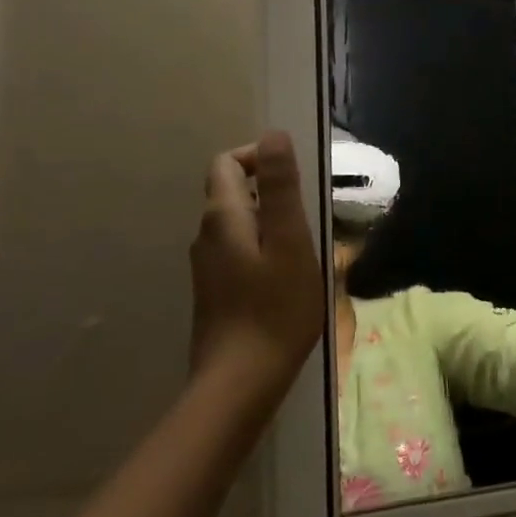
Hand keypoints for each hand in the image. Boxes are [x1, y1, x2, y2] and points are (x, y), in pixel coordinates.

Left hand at [189, 131, 324, 399]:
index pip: (226, 163)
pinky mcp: (215, 291)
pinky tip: (287, 276)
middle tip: (309, 213)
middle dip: (269, 190)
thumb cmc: (275, 308)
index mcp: (222, 217)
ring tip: (305, 245)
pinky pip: (239, 250)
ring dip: (270, 221)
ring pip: (237, 223)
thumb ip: (280, 186)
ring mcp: (207, 266)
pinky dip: (263, 247)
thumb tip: (274, 134)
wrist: (240, 382)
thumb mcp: (290, 240)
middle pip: (230, 191)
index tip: (294, 175)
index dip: (258, 156)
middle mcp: (206, 235)